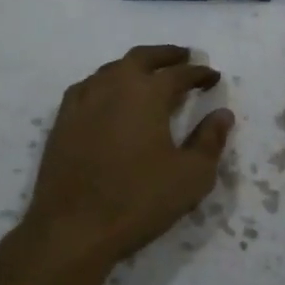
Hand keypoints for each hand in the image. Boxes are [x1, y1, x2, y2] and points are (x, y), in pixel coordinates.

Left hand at [10, 45, 233, 279]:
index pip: (179, 74)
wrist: (72, 229)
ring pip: (111, 69)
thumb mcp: (191, 176)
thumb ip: (210, 141)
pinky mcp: (62, 121)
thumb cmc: (139, 201)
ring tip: (148, 74)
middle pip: (141, 58)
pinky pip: (87, 87)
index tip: (213, 76)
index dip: (199, 73)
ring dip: (134, 66)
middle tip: (183, 56)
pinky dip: (105, 82)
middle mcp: (114, 87)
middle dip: (165, 55)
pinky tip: (107, 95)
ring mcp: (83, 102)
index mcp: (147, 94)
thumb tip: (222, 114)